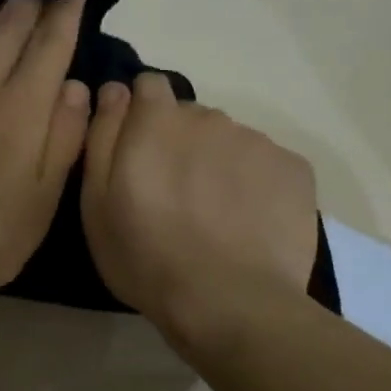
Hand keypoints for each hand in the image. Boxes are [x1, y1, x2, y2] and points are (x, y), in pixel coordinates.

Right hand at [81, 73, 317, 348]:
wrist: (229, 303)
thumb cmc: (147, 258)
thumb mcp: (96, 204)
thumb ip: (103, 136)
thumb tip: (114, 90)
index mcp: (158, 121)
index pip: (148, 87)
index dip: (141, 116)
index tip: (140, 155)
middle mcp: (209, 118)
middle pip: (191, 118)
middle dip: (180, 145)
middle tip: (176, 198)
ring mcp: (257, 142)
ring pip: (230, 142)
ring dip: (219, 165)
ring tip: (216, 218)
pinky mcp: (294, 169)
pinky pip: (267, 165)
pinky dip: (257, 185)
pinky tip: (250, 225)